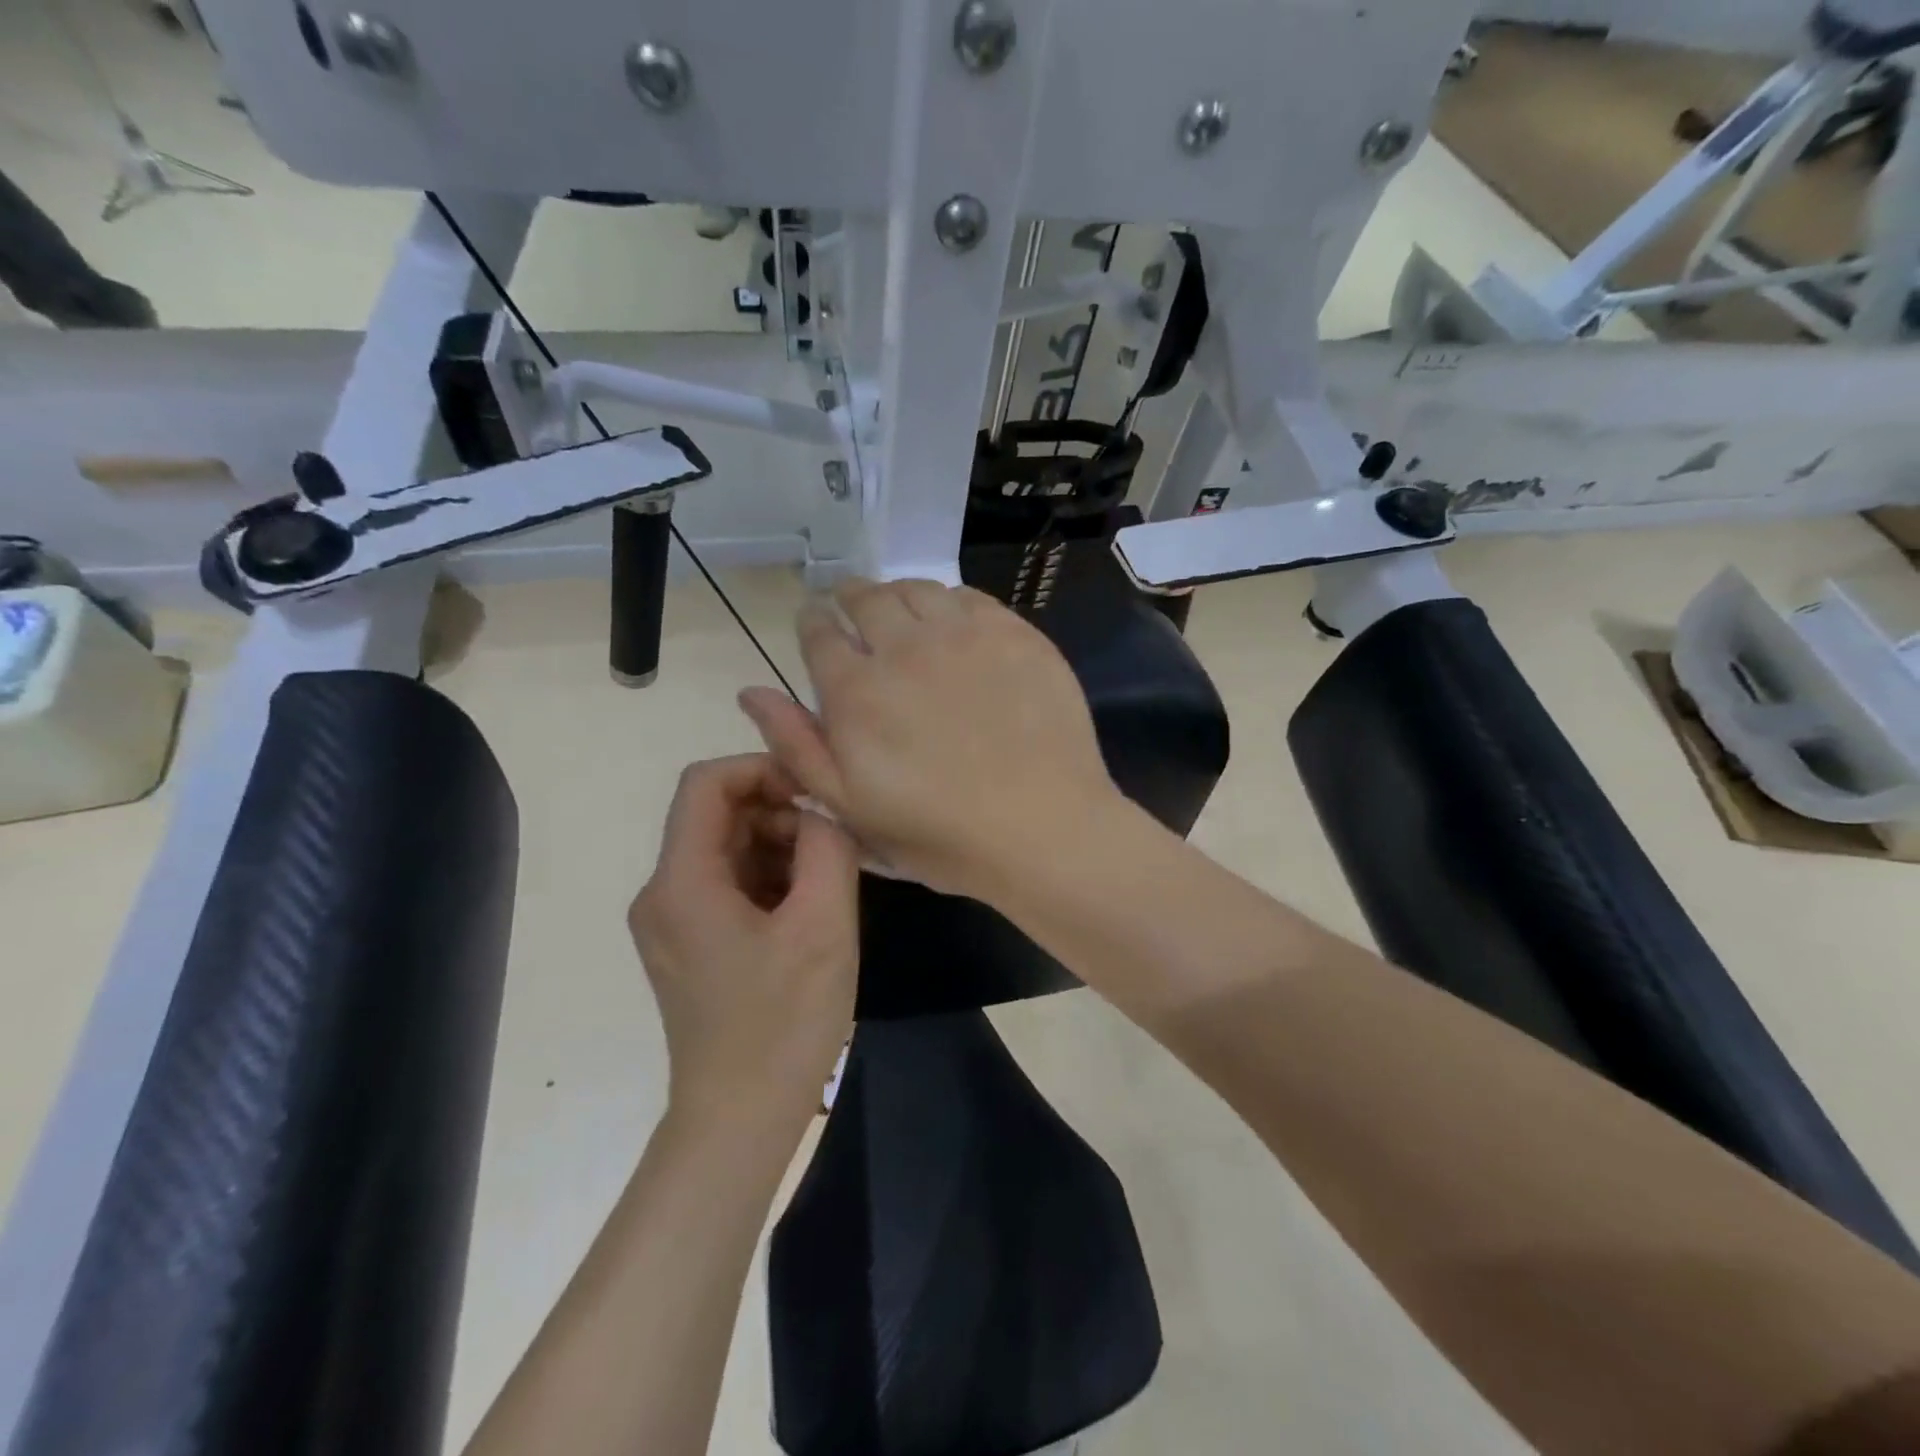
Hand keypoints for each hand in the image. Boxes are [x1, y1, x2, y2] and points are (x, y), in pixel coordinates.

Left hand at [628, 755, 858, 1130]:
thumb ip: (829, 847)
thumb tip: (822, 812)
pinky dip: (769, 879)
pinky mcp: (688, 945)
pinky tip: (807, 910)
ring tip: (827, 882)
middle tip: (833, 846)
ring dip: (779, 848)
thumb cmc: (783, 1022)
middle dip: (778, 813)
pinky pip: (727, 885)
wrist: (740, 1120)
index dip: (762, 769)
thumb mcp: (824, 924)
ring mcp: (671, 922)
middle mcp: (662, 893)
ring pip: (726, 849)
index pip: (706, 782)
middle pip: (717, 815)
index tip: (815, 795)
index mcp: (682, 881)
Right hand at [738, 578, 1118, 900]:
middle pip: (865, 598)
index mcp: (856, 691)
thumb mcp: (850, 807)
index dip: (812, 621)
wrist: (1042, 827)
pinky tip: (951, 619)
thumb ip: (797, 745)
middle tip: (851, 604)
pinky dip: (948, 600)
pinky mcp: (1014, 634)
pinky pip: (969, 597)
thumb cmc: (940, 832)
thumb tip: (751, 692)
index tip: (814, 620)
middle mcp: (904, 648)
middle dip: (849, 597)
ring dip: (897, 593)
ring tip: (898, 608)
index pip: (820, 633)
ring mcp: (963, 635)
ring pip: (916, 590)